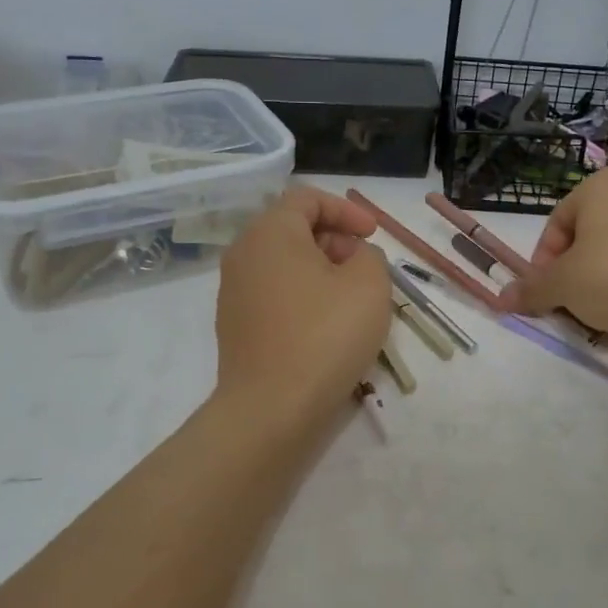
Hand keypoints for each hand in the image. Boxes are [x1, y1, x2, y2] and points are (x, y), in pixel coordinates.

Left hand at [213, 187, 391, 429]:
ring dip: (322, 271)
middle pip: (293, 229)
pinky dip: (304, 296)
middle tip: (366, 267)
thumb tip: (353, 259)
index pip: (307, 198)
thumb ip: (369, 256)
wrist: (271, 409)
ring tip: (352, 299)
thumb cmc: (324, 335)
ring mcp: (234, 292)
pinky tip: (327, 326)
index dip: (346, 210)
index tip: (373, 235)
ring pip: (284, 264)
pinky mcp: (236, 325)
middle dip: (335, 240)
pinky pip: (275, 294)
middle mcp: (244, 254)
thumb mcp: (369, 284)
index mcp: (270, 233)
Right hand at [498, 168, 607, 334]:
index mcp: (597, 185)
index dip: (544, 263)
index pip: (556, 224)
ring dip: (601, 277)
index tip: (547, 292)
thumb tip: (500, 299)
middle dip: (573, 271)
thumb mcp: (562, 286)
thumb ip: (531, 290)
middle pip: (586, 235)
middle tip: (571, 303)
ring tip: (603, 310)